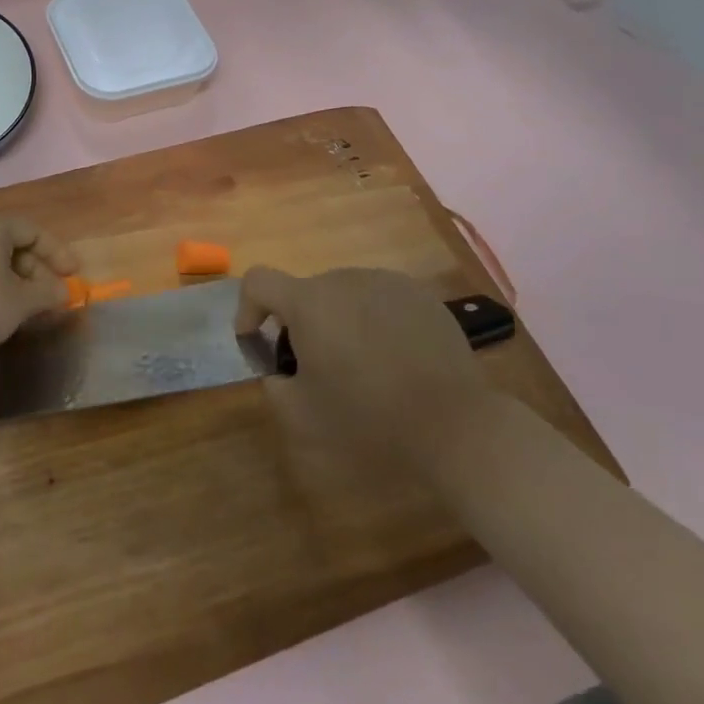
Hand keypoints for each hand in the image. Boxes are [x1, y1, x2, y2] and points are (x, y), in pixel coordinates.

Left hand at [0, 217, 79, 349]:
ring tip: (23, 306)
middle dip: (34, 270)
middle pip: (11, 244)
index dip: (56, 252)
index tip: (71, 274)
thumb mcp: (20, 302)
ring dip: (12, 280)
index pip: (33, 230)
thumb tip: (64, 293)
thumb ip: (47, 293)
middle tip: (47, 295)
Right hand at [235, 266, 493, 468]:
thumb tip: (277, 371)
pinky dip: (375, 322)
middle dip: (302, 326)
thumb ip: (274, 387)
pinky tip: (397, 360)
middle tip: (319, 369)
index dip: (248, 307)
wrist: (456, 425)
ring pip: (344, 296)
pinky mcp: (420, 295)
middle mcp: (343, 278)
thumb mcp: (303, 417)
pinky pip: (380, 300)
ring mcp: (385, 282)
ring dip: (340, 322)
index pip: (258, 281)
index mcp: (309, 302)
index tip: (258, 342)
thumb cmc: (370, 419)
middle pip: (305, 293)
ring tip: (363, 366)